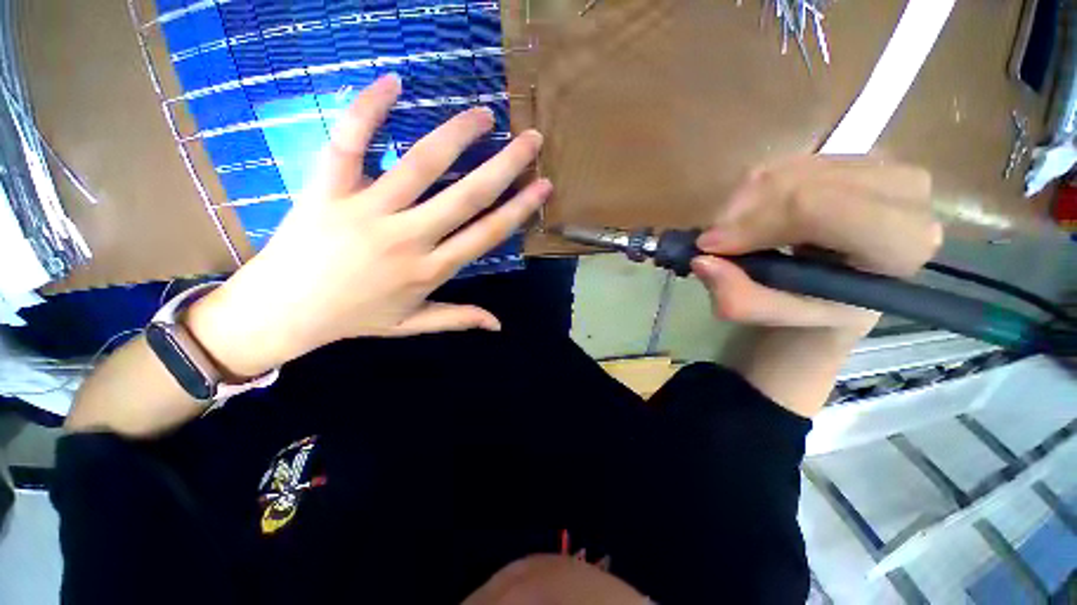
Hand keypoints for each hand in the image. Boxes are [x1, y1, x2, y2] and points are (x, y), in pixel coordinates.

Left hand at [186, 74, 550, 377]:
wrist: (283, 312)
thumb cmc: (354, 318)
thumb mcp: (412, 324)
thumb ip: (458, 318)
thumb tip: (498, 325)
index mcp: (430, 270)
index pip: (487, 233)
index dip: (519, 208)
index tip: (542, 185)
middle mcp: (408, 238)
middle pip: (467, 196)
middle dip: (505, 165)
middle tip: (530, 138)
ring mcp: (367, 211)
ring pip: (421, 164)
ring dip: (457, 134)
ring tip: (484, 114)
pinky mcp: (328, 190)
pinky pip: (348, 142)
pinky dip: (368, 109)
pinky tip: (393, 82)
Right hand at [692, 156, 941, 333]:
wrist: (846, 286)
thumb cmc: (818, 307)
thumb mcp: (778, 316)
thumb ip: (741, 298)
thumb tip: (701, 261)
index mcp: (900, 244)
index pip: (817, 209)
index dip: (753, 224)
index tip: (709, 247)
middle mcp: (905, 193)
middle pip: (797, 184)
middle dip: (740, 214)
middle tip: (714, 244)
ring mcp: (882, 165)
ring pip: (785, 169)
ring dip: (742, 204)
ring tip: (736, 235)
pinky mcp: (854, 154)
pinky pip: (785, 162)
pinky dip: (753, 192)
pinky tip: (755, 217)